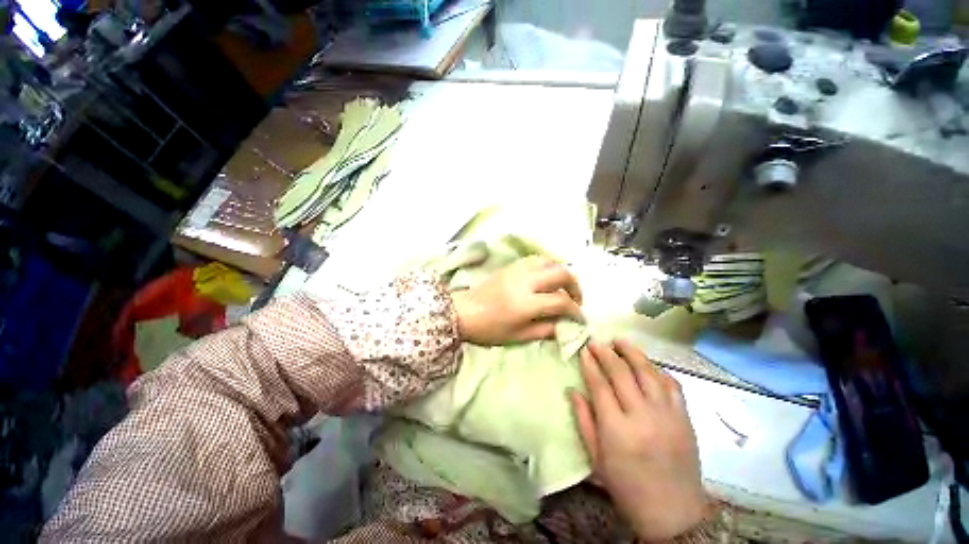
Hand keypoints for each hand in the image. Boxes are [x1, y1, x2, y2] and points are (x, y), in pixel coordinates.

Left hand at [451, 256, 582, 344]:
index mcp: (526, 303)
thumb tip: (565, 326)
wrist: (463, 312)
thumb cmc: (489, 329)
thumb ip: (545, 330)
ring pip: (549, 261)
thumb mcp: (518, 336)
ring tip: (562, 287)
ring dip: (561, 273)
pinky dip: (547, 266)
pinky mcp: (511, 266)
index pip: (560, 301)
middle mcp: (525, 281)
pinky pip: (535, 259)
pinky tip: (546, 277)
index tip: (579, 319)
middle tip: (575, 300)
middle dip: (574, 286)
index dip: (575, 311)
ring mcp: (517, 270)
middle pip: (561, 273)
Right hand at [571, 340, 708, 541]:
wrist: (673, 513)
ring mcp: (667, 415)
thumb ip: (584, 420)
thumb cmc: (627, 487)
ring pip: (648, 373)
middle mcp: (643, 417)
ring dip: (632, 353)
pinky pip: (672, 385)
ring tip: (620, 341)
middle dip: (606, 353)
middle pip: (622, 373)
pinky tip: (647, 364)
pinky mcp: (685, 418)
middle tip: (596, 342)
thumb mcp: (596, 458)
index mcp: (617, 430)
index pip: (600, 386)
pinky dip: (657, 369)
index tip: (583, 350)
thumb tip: (572, 390)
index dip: (590, 365)